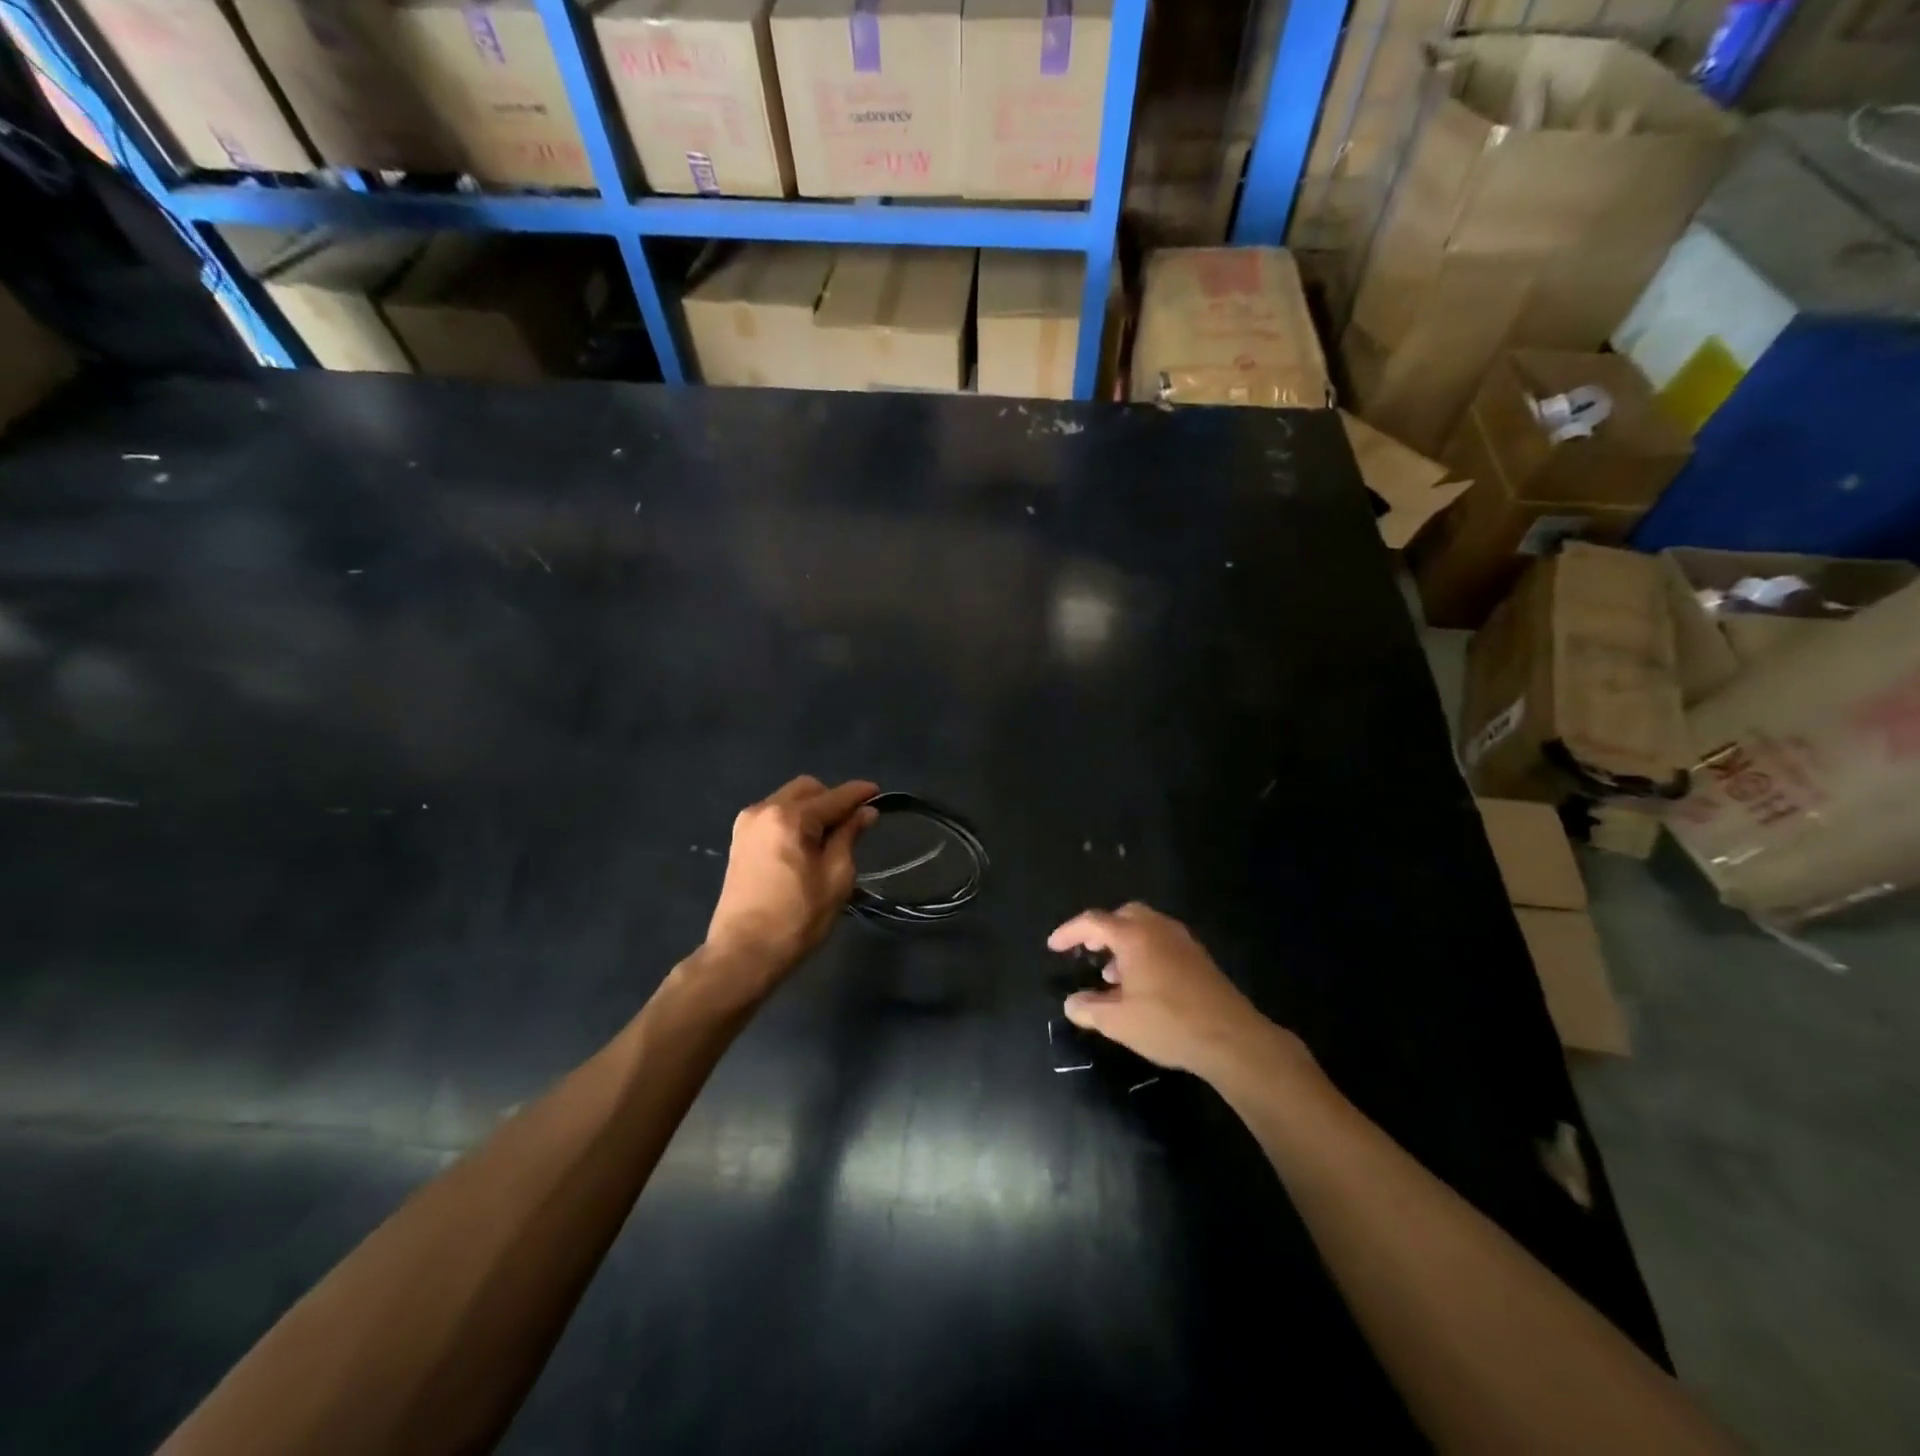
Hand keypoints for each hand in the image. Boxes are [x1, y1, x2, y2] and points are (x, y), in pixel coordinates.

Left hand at [704, 776, 877, 987]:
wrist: (743, 953)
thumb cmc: (797, 918)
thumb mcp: (836, 877)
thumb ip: (849, 836)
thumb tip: (865, 812)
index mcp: (790, 817)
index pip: (834, 796)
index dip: (859, 794)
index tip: (878, 793)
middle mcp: (764, 810)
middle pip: (808, 789)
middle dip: (833, 799)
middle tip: (853, 824)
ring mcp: (747, 824)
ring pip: (789, 800)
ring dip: (812, 809)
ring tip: (830, 838)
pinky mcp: (739, 841)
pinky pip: (774, 816)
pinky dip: (794, 820)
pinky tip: (806, 845)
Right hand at [1049, 902, 1300, 1078]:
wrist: (1231, 1038)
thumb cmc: (1168, 1023)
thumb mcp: (1118, 1022)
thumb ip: (1089, 1009)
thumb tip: (1071, 1002)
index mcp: (1134, 936)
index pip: (1093, 922)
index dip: (1069, 932)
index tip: (1053, 946)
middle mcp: (1158, 929)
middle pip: (1123, 915)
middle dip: (1102, 930)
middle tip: (1089, 951)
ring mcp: (1182, 941)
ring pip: (1145, 928)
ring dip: (1124, 944)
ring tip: (1112, 976)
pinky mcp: (1199, 958)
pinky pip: (1162, 942)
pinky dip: (1144, 953)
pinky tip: (1142, 985)